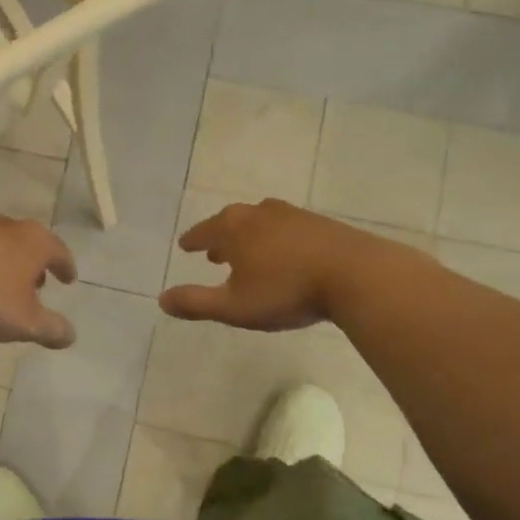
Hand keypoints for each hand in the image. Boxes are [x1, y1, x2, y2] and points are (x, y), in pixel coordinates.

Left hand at [0, 217, 78, 348]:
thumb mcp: (26, 322)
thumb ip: (51, 329)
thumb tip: (70, 336)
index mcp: (34, 242)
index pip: (59, 252)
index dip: (66, 267)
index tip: (69, 278)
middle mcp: (7, 227)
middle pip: (29, 242)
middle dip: (35, 262)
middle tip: (39, 282)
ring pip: (0, 244)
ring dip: (7, 262)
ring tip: (6, 284)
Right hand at [160, 200, 401, 330]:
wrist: (357, 276)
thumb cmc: (286, 291)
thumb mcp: (234, 306)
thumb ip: (196, 303)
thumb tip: (162, 299)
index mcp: (234, 229)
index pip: (204, 231)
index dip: (193, 240)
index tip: (185, 246)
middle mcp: (260, 214)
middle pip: (232, 221)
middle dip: (220, 236)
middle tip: (213, 251)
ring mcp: (293, 215)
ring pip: (261, 222)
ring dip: (250, 236)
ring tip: (249, 252)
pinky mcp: (321, 224)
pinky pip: (287, 228)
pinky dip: (276, 238)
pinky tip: (286, 254)